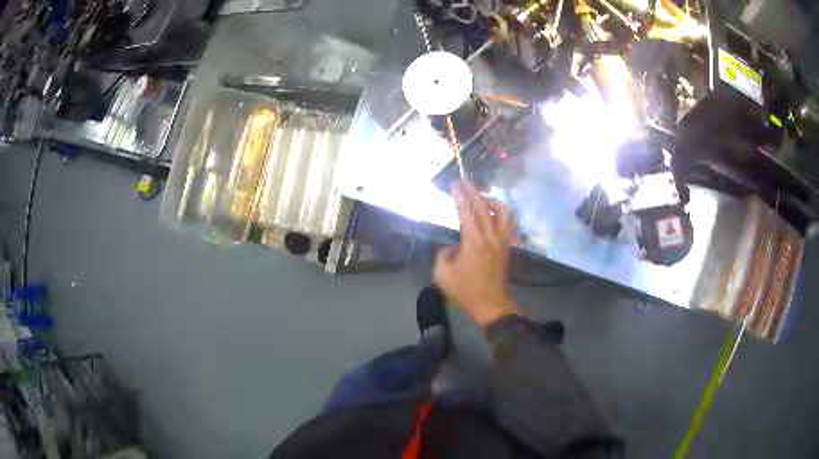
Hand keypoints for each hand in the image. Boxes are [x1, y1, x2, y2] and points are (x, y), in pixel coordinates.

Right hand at [434, 180, 520, 327]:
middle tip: (464, 180)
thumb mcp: (443, 275)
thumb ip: (443, 255)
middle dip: (473, 191)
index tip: (454, 184)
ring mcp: (502, 241)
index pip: (466, 213)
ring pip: (504, 213)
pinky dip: (501, 214)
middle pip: (484, 208)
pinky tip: (493, 215)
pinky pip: (509, 224)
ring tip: (482, 199)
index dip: (460, 197)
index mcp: (474, 243)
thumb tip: (453, 246)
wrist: (491, 304)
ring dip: (493, 201)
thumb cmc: (465, 291)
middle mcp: (491, 237)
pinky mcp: (507, 247)